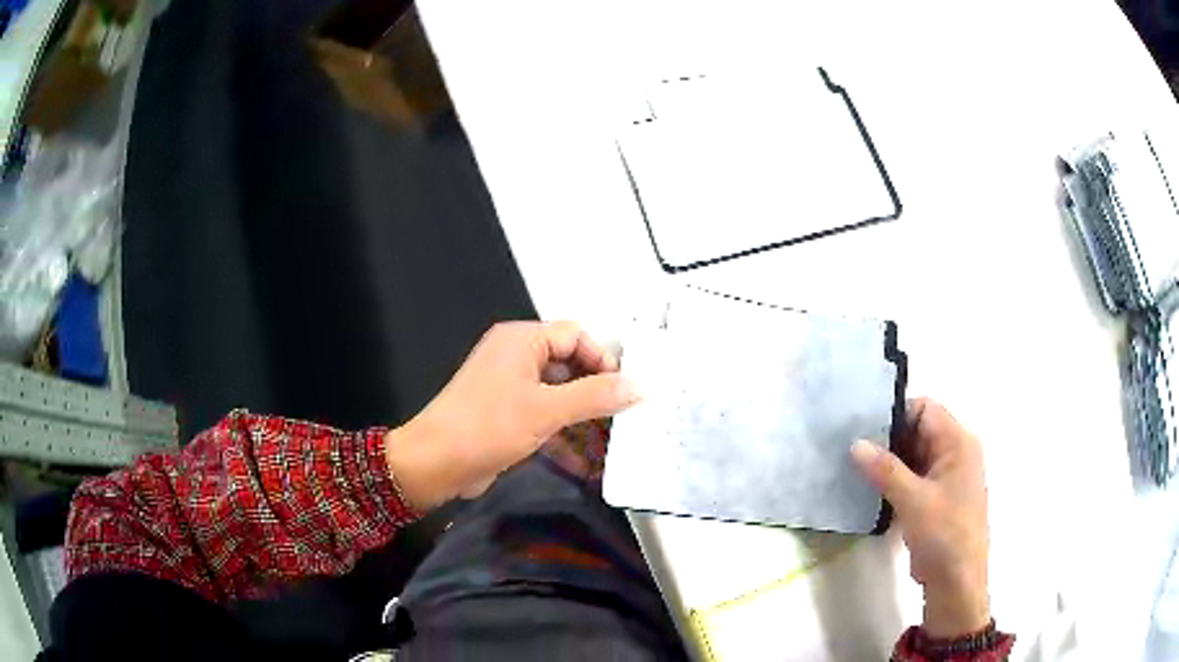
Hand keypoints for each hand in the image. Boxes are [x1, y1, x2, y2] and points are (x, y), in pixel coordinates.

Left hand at [384, 321, 638, 509]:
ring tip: (614, 442)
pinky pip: (544, 417)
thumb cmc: (487, 426)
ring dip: (583, 420)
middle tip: (627, 416)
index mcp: (522, 340)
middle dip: (597, 393)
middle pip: (569, 365)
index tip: (627, 390)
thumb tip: (639, 386)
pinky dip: (563, 436)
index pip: (576, 335)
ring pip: (559, 395)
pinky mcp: (506, 415)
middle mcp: (516, 356)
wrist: (434, 464)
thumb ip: (595, 396)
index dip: (604, 360)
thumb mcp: (546, 410)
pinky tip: (586, 463)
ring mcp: (510, 387)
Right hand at [850, 399, 989, 637]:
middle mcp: (956, 452)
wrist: (956, 581)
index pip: (925, 409)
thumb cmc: (944, 534)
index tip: (863, 429)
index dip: (896, 415)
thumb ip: (885, 470)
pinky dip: (896, 480)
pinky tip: (871, 490)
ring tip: (856, 469)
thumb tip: (855, 444)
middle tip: (854, 451)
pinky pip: (915, 477)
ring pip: (915, 455)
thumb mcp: (913, 500)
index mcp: (958, 442)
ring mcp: (948, 476)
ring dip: (890, 463)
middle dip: (888, 440)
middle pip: (919, 431)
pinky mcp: (939, 497)